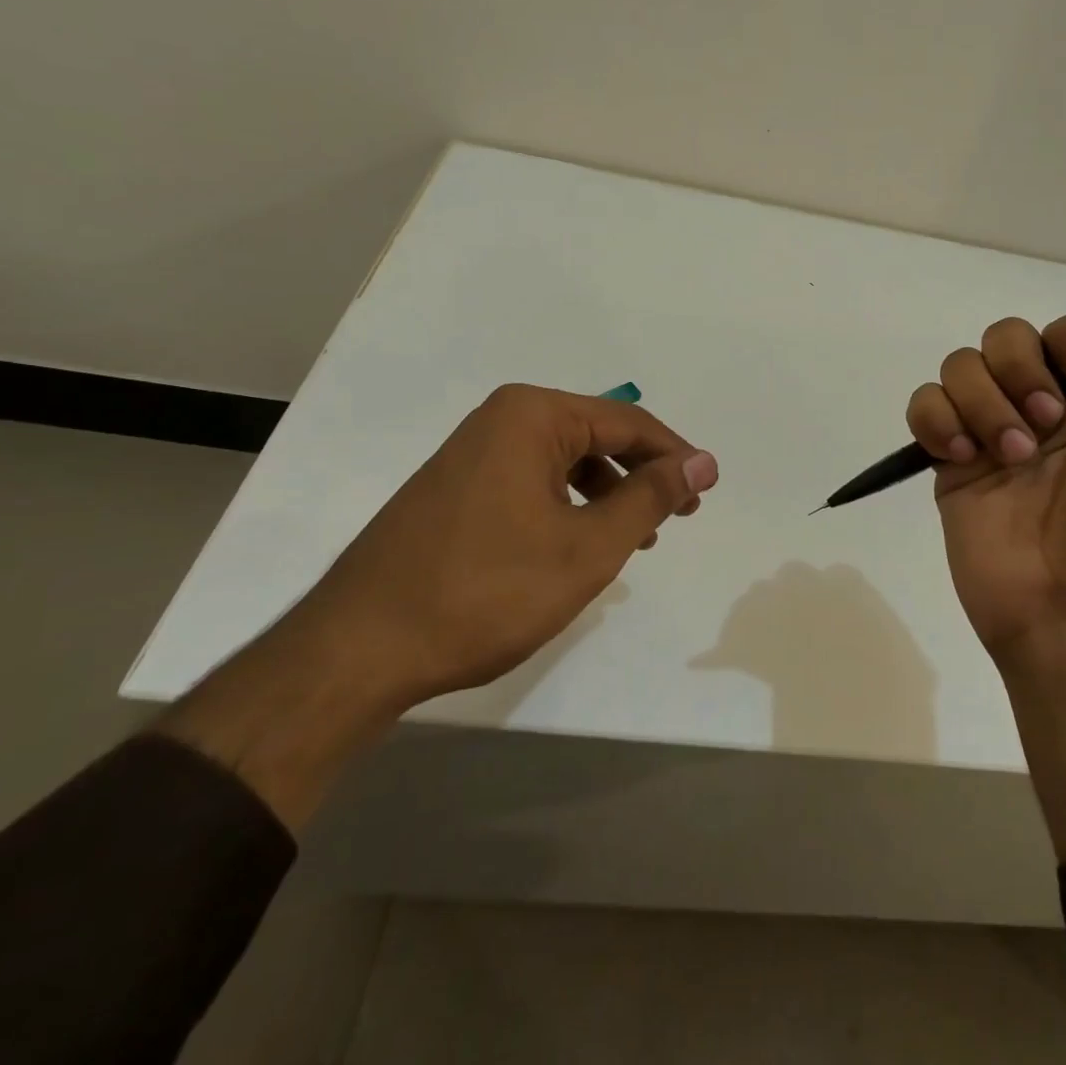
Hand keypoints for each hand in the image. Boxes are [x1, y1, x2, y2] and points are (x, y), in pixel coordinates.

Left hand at [160, 385, 716, 829]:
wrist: (359, 649)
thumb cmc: (486, 590)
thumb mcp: (587, 547)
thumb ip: (650, 497)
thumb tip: (703, 462)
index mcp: (532, 415)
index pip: (628, 422)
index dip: (675, 455)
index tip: (706, 490)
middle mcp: (500, 419)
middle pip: (596, 436)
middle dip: (642, 475)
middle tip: (678, 516)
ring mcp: (472, 452)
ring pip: (565, 461)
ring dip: (608, 492)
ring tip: (636, 536)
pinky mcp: (455, 487)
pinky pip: (532, 481)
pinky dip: (569, 505)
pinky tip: (580, 542)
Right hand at [905, 305, 1065, 669]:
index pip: (1065, 330)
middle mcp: (1042, 408)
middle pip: (1004, 337)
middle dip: (1019, 369)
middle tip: (1044, 425)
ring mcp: (991, 434)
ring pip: (960, 366)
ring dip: (981, 400)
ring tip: (1008, 456)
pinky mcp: (951, 465)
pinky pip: (923, 407)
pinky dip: (937, 420)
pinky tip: (963, 458)